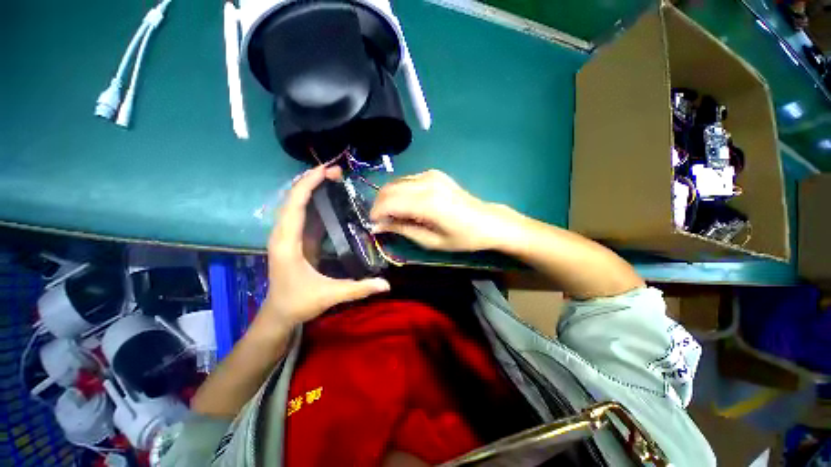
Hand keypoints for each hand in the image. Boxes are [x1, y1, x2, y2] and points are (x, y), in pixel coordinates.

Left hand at [259, 165, 389, 330]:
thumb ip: (358, 289)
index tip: (326, 170)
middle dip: (312, 181)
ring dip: (313, 188)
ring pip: (296, 204)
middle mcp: (283, 234)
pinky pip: (302, 213)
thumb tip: (387, 284)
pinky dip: (313, 200)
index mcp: (287, 243)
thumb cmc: (299, 303)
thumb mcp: (330, 296)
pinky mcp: (295, 238)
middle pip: (293, 199)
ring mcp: (288, 235)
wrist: (279, 313)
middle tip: (336, 171)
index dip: (308, 185)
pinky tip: (328, 196)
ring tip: (334, 177)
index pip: (294, 206)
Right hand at [370, 170, 509, 251]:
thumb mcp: (431, 241)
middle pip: (389, 189)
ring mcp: (431, 175)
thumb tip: (379, 225)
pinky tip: (406, 204)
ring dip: (389, 198)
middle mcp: (426, 183)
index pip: (389, 202)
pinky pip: (408, 180)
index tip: (373, 225)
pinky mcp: (435, 174)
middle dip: (379, 205)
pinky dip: (400, 191)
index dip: (376, 213)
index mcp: (427, 203)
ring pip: (396, 182)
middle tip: (381, 221)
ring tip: (393, 215)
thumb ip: (403, 229)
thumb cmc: (462, 237)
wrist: (488, 221)